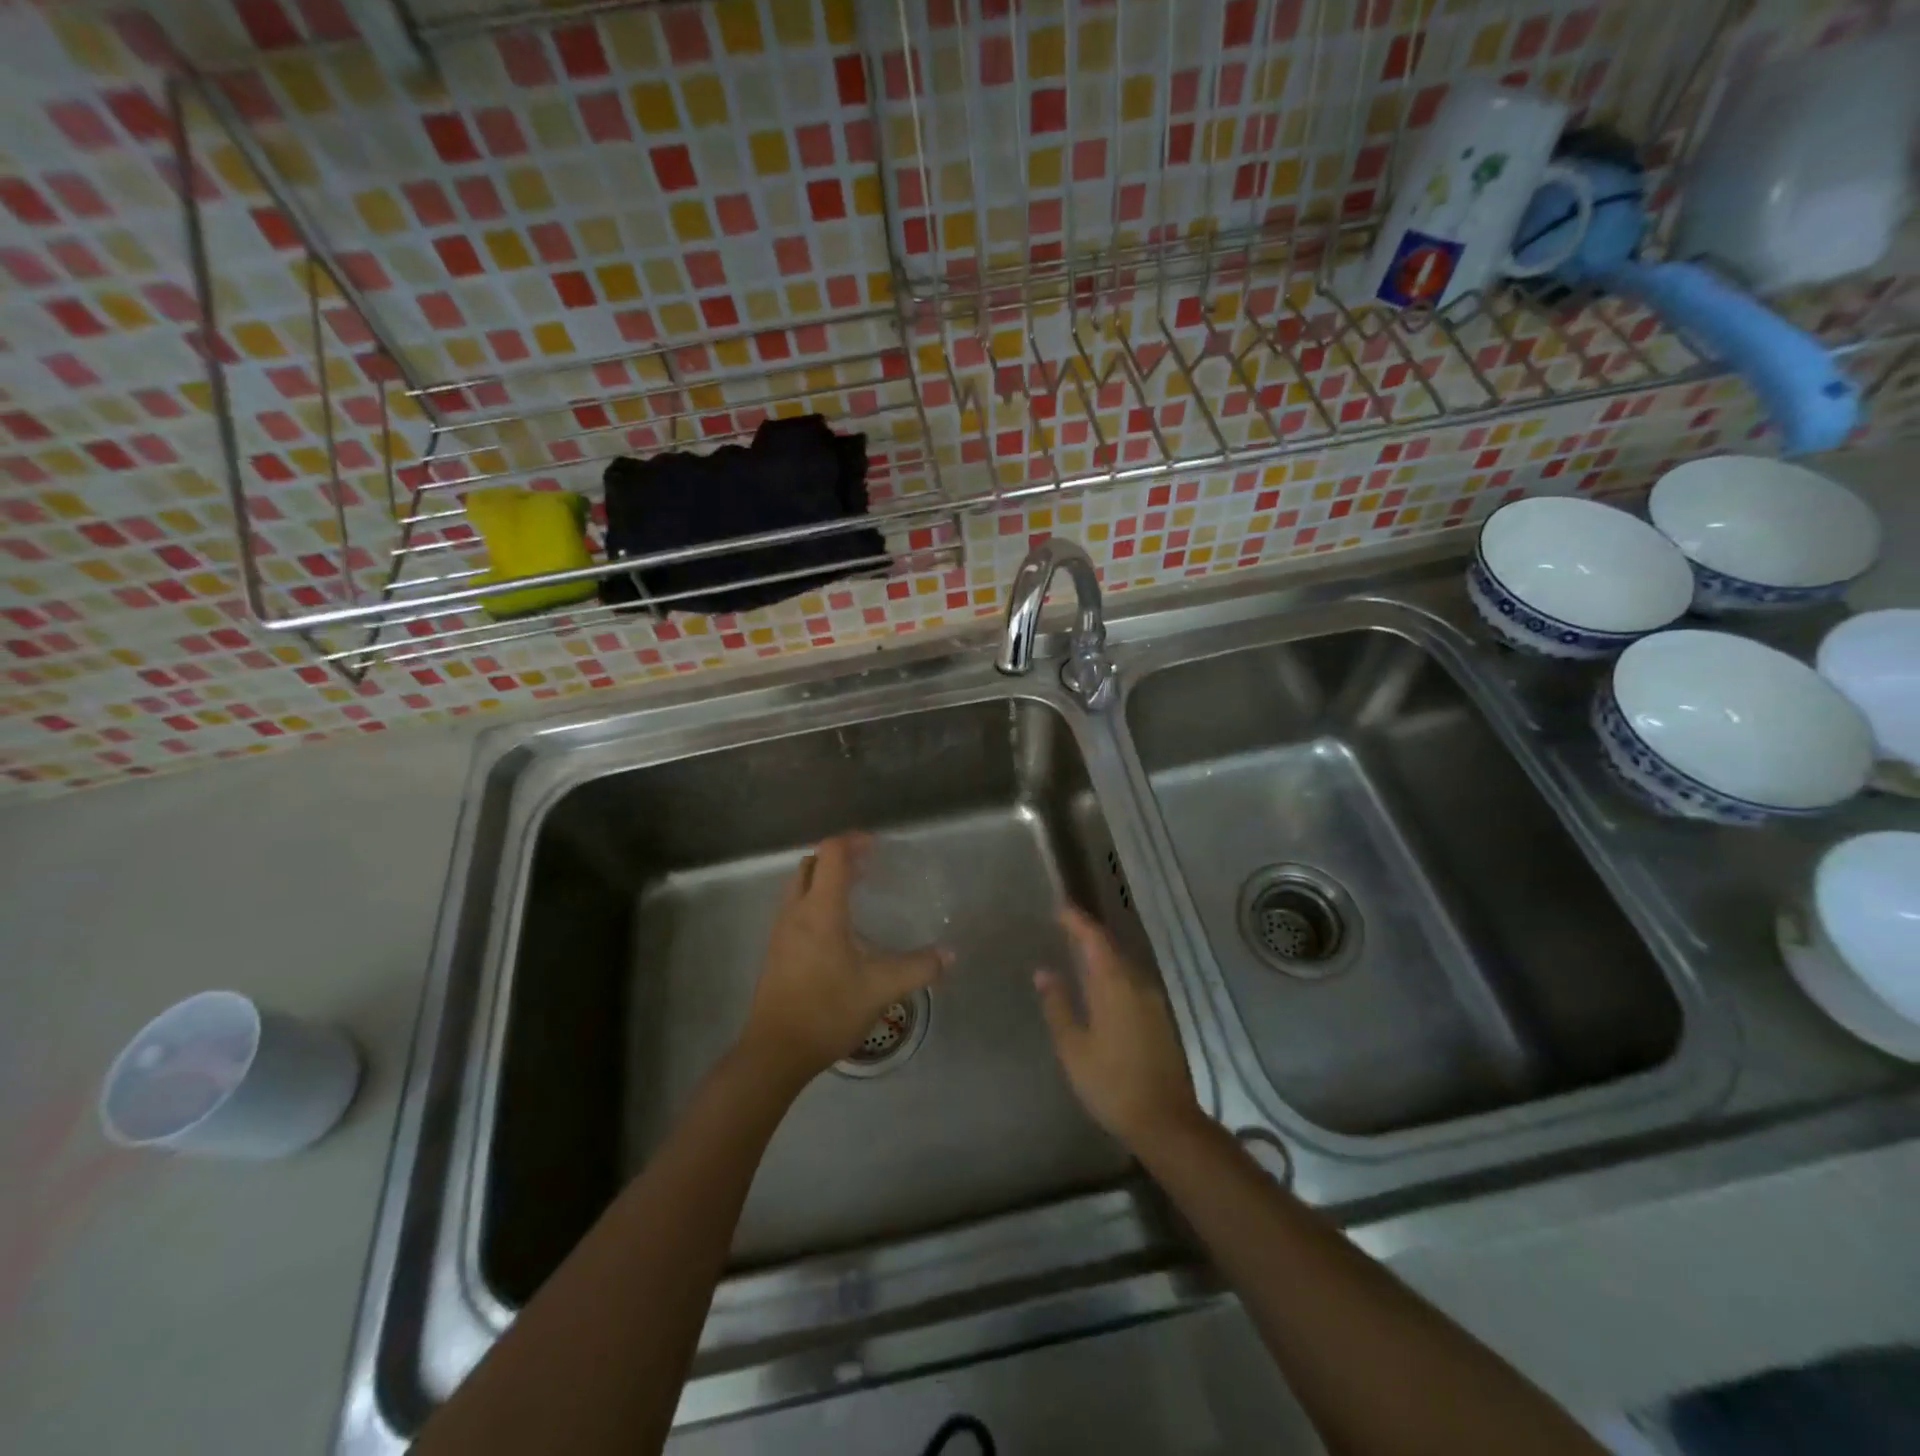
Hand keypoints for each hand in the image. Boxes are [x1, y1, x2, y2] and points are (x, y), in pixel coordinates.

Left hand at [741, 834, 949, 1085]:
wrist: (776, 1052)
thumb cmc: (828, 1010)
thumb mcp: (881, 988)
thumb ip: (919, 968)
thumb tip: (950, 955)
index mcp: (820, 910)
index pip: (831, 853)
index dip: (853, 842)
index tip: (877, 848)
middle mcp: (796, 912)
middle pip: (811, 864)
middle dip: (838, 858)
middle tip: (868, 869)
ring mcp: (780, 932)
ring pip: (799, 887)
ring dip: (824, 880)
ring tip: (855, 895)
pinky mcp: (776, 952)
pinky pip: (794, 909)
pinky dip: (815, 902)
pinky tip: (838, 932)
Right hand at [1036, 907, 1199, 1148]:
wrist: (1166, 1121)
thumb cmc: (1111, 1084)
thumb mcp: (1074, 1047)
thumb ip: (1058, 1005)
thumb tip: (1044, 972)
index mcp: (1114, 985)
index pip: (1095, 938)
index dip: (1077, 920)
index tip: (1058, 908)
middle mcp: (1138, 984)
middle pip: (1112, 947)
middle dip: (1088, 934)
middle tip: (1063, 927)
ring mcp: (1153, 1001)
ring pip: (1124, 964)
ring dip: (1102, 954)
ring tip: (1077, 953)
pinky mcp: (1161, 1018)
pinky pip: (1132, 981)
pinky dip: (1113, 973)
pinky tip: (1100, 986)